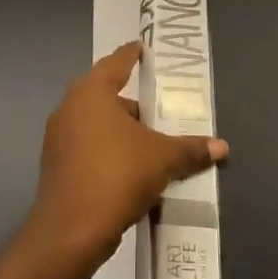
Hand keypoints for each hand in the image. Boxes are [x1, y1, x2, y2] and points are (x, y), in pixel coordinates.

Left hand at [28, 42, 228, 269]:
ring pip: (94, 122)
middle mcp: (69, 106)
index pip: (115, 63)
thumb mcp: (162, 159)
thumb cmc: (117, 175)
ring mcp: (58, 136)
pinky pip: (85, 145)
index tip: (141, 48)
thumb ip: (191, 149)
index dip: (131, 55)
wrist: (71, 230)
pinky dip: (105, 148)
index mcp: (92, 92)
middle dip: (129, 100)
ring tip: (146, 140)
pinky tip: (126, 166)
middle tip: (155, 106)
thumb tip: (222, 146)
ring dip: (117, 128)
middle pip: (104, 93)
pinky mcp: (55, 164)